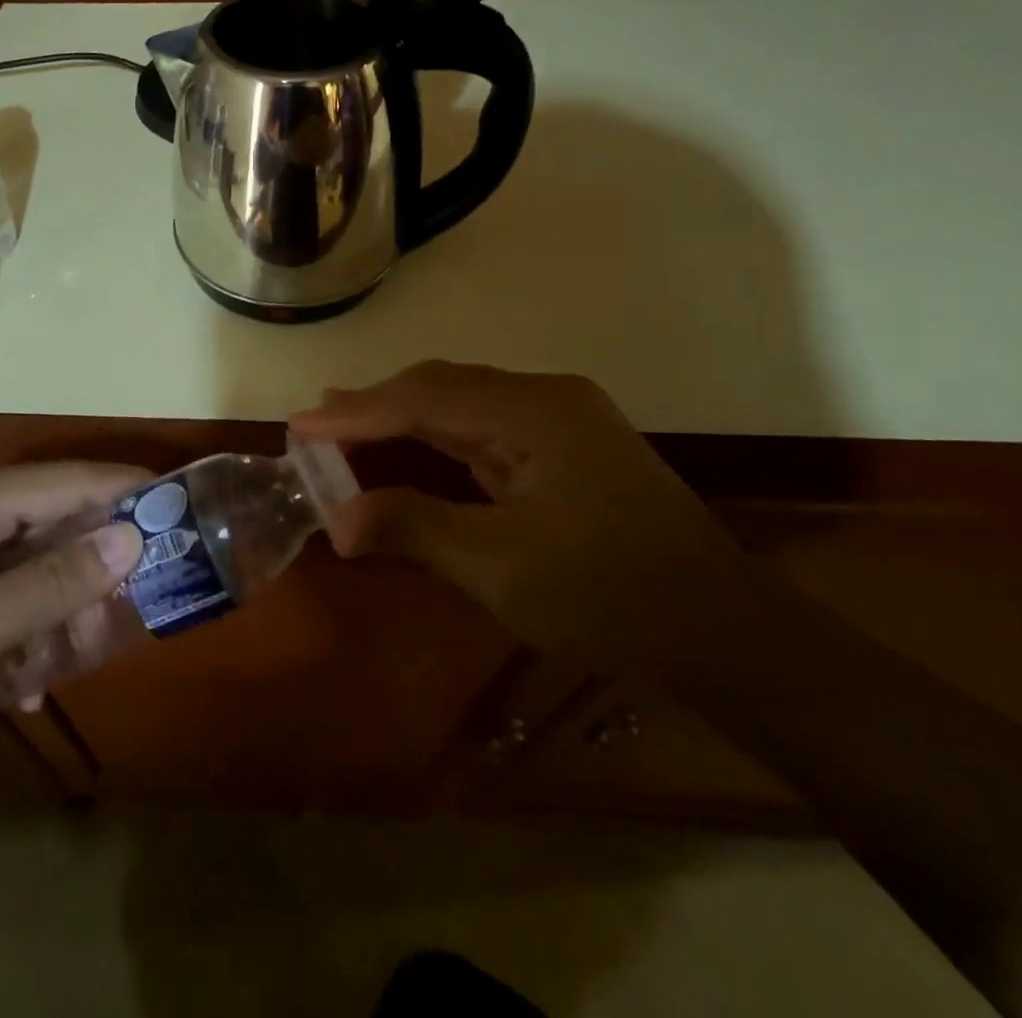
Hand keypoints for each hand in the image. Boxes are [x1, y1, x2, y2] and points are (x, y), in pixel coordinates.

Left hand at [0, 464, 146, 779]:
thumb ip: (50, 584)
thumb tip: (132, 538)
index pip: (67, 480)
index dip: (127, 492)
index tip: (184, 513)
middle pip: (58, 516)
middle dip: (94, 566)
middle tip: (125, 618)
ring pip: (42, 556)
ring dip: (62, 607)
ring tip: (60, 666)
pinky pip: (16, 585)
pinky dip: (32, 623)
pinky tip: (21, 679)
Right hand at [289, 362, 733, 649]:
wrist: (723, 633)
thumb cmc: (610, 597)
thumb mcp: (501, 568)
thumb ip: (414, 529)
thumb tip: (337, 520)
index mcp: (533, 412)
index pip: (423, 399)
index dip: (356, 413)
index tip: (298, 427)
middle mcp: (544, 398)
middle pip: (440, 388)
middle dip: (374, 407)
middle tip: (314, 426)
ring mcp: (558, 419)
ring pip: (459, 403)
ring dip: (401, 419)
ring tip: (343, 429)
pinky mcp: (562, 444)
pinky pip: (482, 427)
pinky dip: (434, 438)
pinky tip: (406, 447)